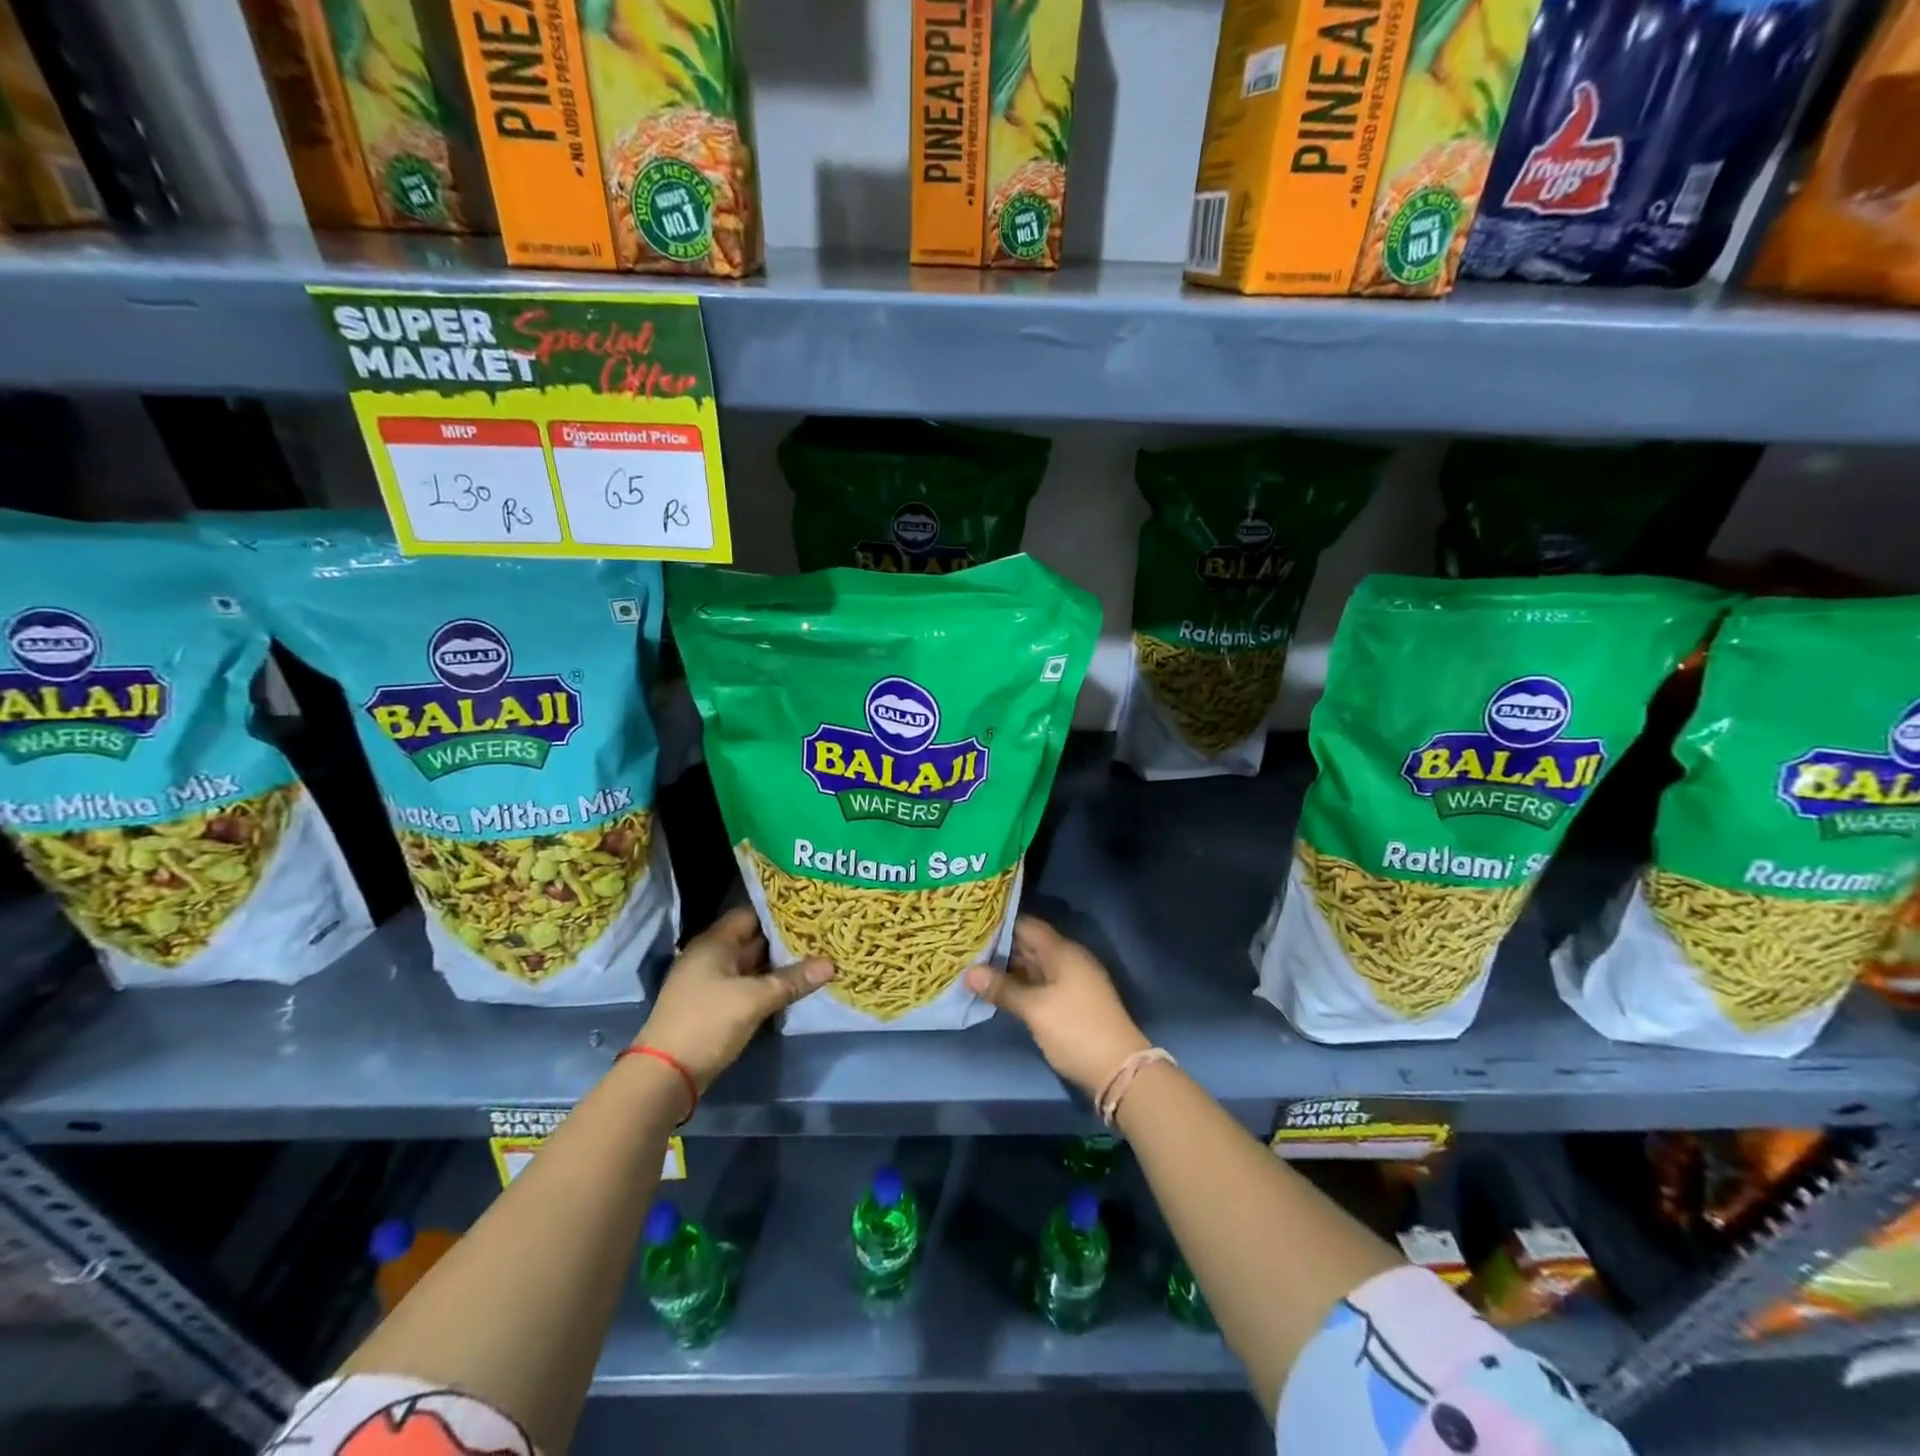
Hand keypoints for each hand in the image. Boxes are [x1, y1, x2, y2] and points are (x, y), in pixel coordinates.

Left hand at [635, 907, 833, 1090]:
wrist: (664, 1076)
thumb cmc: (707, 1023)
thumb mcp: (754, 1000)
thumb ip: (792, 980)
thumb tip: (830, 964)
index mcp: (714, 943)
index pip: (751, 914)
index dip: (780, 911)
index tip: (811, 910)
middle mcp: (711, 956)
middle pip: (753, 939)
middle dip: (785, 939)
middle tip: (821, 934)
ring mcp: (711, 982)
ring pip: (752, 965)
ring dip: (779, 964)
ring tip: (816, 956)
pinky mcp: (714, 1006)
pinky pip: (747, 985)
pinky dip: (768, 984)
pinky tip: (794, 986)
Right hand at [964, 916, 1149, 1098]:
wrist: (1120, 1070)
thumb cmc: (1076, 1030)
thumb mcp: (1035, 1009)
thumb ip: (1003, 989)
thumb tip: (969, 973)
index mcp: (1062, 951)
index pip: (1026, 925)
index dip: (999, 923)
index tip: (971, 925)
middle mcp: (1068, 959)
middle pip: (1029, 944)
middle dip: (999, 947)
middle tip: (965, 947)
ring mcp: (1072, 981)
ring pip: (1034, 965)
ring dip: (1008, 967)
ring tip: (973, 967)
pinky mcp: (1072, 1002)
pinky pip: (1040, 983)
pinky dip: (1020, 983)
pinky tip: (997, 990)